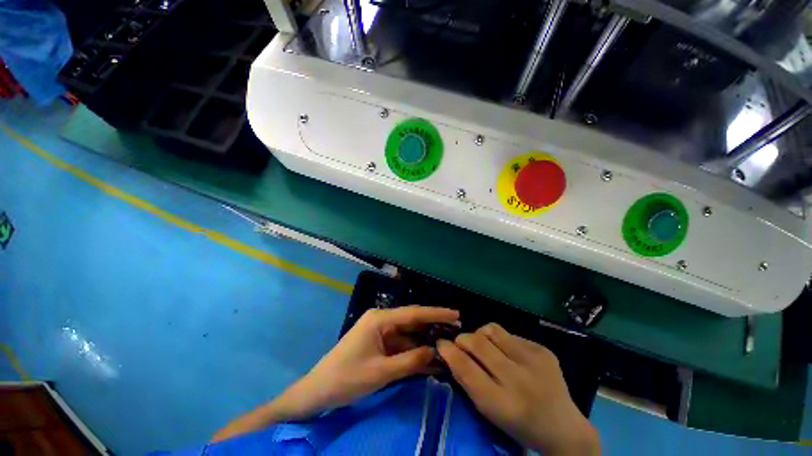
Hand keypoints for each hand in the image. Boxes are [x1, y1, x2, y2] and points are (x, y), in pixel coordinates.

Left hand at [274, 306, 459, 419]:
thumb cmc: (346, 378)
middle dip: (433, 325)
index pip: (413, 313)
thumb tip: (436, 352)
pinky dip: (415, 351)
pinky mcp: (379, 343)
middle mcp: (381, 319)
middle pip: (412, 320)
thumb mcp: (381, 372)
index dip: (436, 313)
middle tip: (456, 328)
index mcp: (379, 318)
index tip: (456, 314)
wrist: (318, 391)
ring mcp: (380, 331)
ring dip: (425, 341)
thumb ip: (411, 360)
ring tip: (448, 344)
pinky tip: (430, 358)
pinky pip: (401, 345)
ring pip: (408, 334)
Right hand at [437, 323, 599, 454]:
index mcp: (503, 404)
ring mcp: (535, 361)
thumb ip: (467, 380)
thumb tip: (448, 351)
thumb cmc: (518, 424)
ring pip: (492, 330)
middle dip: (463, 339)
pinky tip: (508, 354)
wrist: (563, 427)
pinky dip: (501, 341)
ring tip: (484, 346)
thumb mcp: (489, 410)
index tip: (441, 343)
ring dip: (481, 335)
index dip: (449, 352)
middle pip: (478, 343)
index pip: (466, 368)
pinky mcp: (543, 350)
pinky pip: (510, 334)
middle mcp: (520, 380)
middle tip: (461, 343)